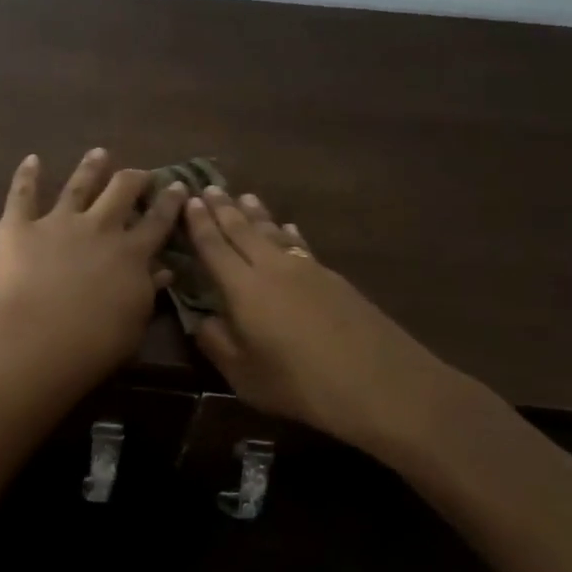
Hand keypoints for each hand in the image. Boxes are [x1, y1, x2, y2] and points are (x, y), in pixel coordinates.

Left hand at [0, 149, 187, 377]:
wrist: (44, 335)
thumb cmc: (97, 340)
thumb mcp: (136, 320)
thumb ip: (148, 291)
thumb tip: (164, 270)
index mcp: (131, 253)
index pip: (157, 221)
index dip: (169, 202)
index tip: (177, 185)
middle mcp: (98, 228)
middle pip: (120, 192)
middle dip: (132, 178)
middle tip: (138, 173)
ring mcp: (58, 222)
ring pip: (78, 186)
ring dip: (90, 168)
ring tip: (98, 153)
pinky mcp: (19, 226)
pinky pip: (22, 195)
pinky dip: (26, 176)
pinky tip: (31, 160)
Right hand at [185, 188, 482, 458]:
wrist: (381, 385)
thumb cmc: (300, 384)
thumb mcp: (244, 375)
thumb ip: (217, 343)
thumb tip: (201, 320)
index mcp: (243, 288)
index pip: (214, 247)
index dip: (199, 224)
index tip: (190, 200)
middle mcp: (272, 268)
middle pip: (243, 230)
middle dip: (224, 209)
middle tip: (210, 187)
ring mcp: (307, 269)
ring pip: (274, 232)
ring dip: (256, 213)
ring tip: (245, 196)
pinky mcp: (334, 279)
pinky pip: (301, 244)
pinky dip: (289, 233)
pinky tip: (289, 228)